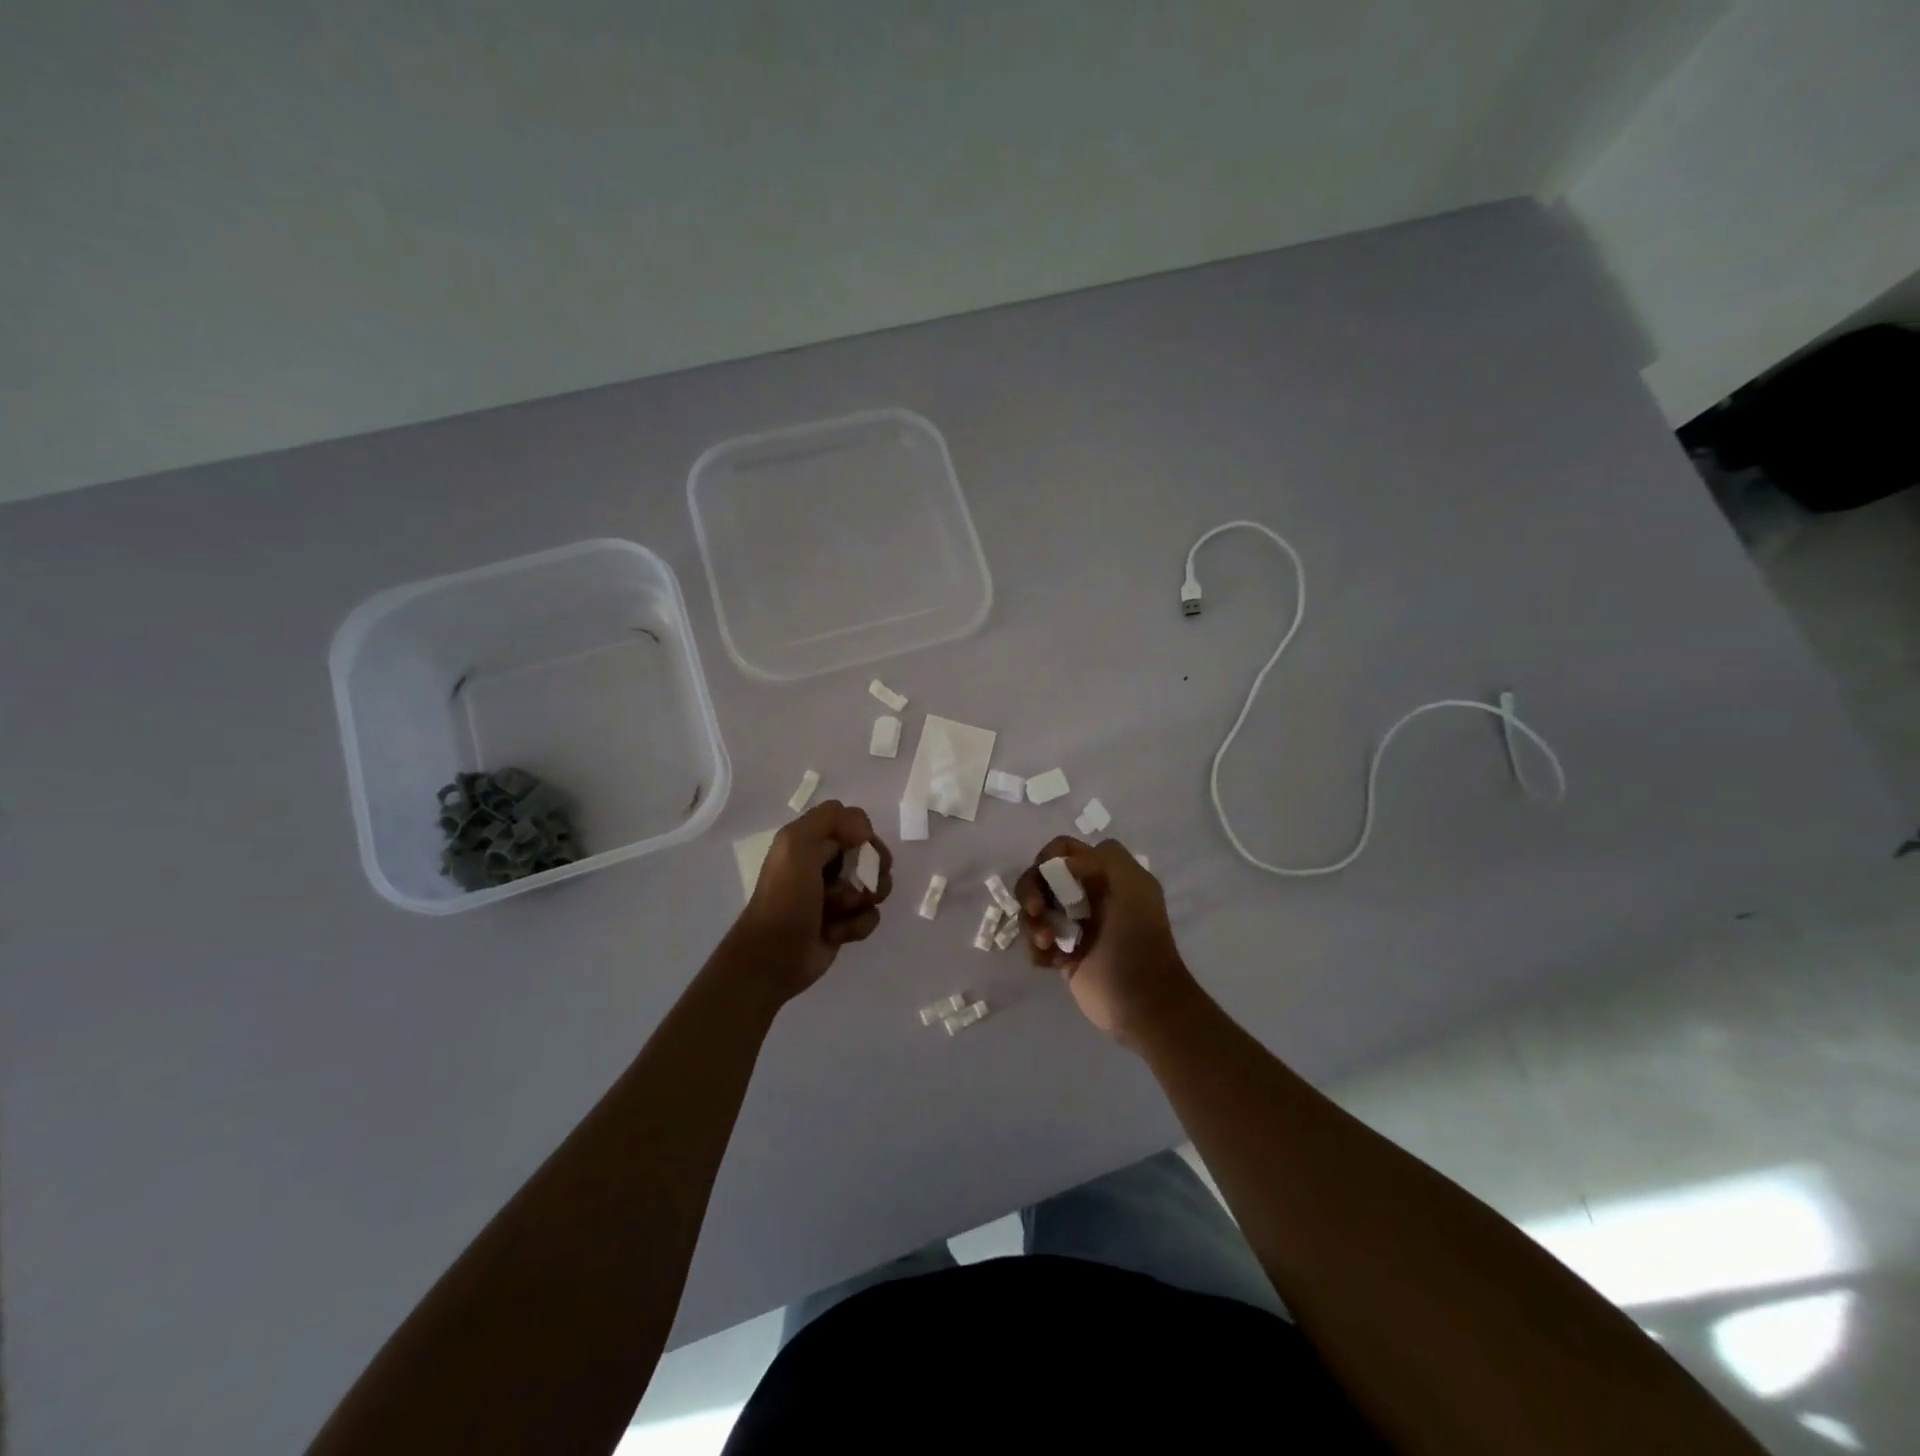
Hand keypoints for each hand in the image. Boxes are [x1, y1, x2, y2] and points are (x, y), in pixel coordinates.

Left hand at [733, 801, 891, 1000]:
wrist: (773, 958)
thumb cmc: (785, 899)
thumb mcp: (796, 846)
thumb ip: (829, 819)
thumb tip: (864, 832)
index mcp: (809, 840)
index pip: (852, 822)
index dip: (863, 835)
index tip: (862, 849)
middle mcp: (823, 863)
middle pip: (870, 853)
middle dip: (872, 869)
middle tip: (865, 884)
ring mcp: (835, 894)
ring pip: (874, 885)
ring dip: (863, 899)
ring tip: (841, 912)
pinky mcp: (843, 923)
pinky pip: (870, 915)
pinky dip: (857, 925)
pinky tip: (837, 934)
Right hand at [1015, 836, 1199, 1045]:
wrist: (1142, 1001)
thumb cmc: (1138, 939)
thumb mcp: (1132, 886)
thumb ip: (1100, 859)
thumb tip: (1059, 865)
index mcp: (1106, 874)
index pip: (1065, 850)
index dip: (1049, 857)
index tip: (1046, 876)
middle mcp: (1088, 894)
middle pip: (1042, 877)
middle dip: (1032, 890)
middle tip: (1035, 911)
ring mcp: (1074, 925)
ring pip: (1034, 908)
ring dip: (1032, 922)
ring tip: (1046, 943)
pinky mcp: (1063, 953)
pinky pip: (1035, 940)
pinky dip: (1036, 948)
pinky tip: (1049, 961)